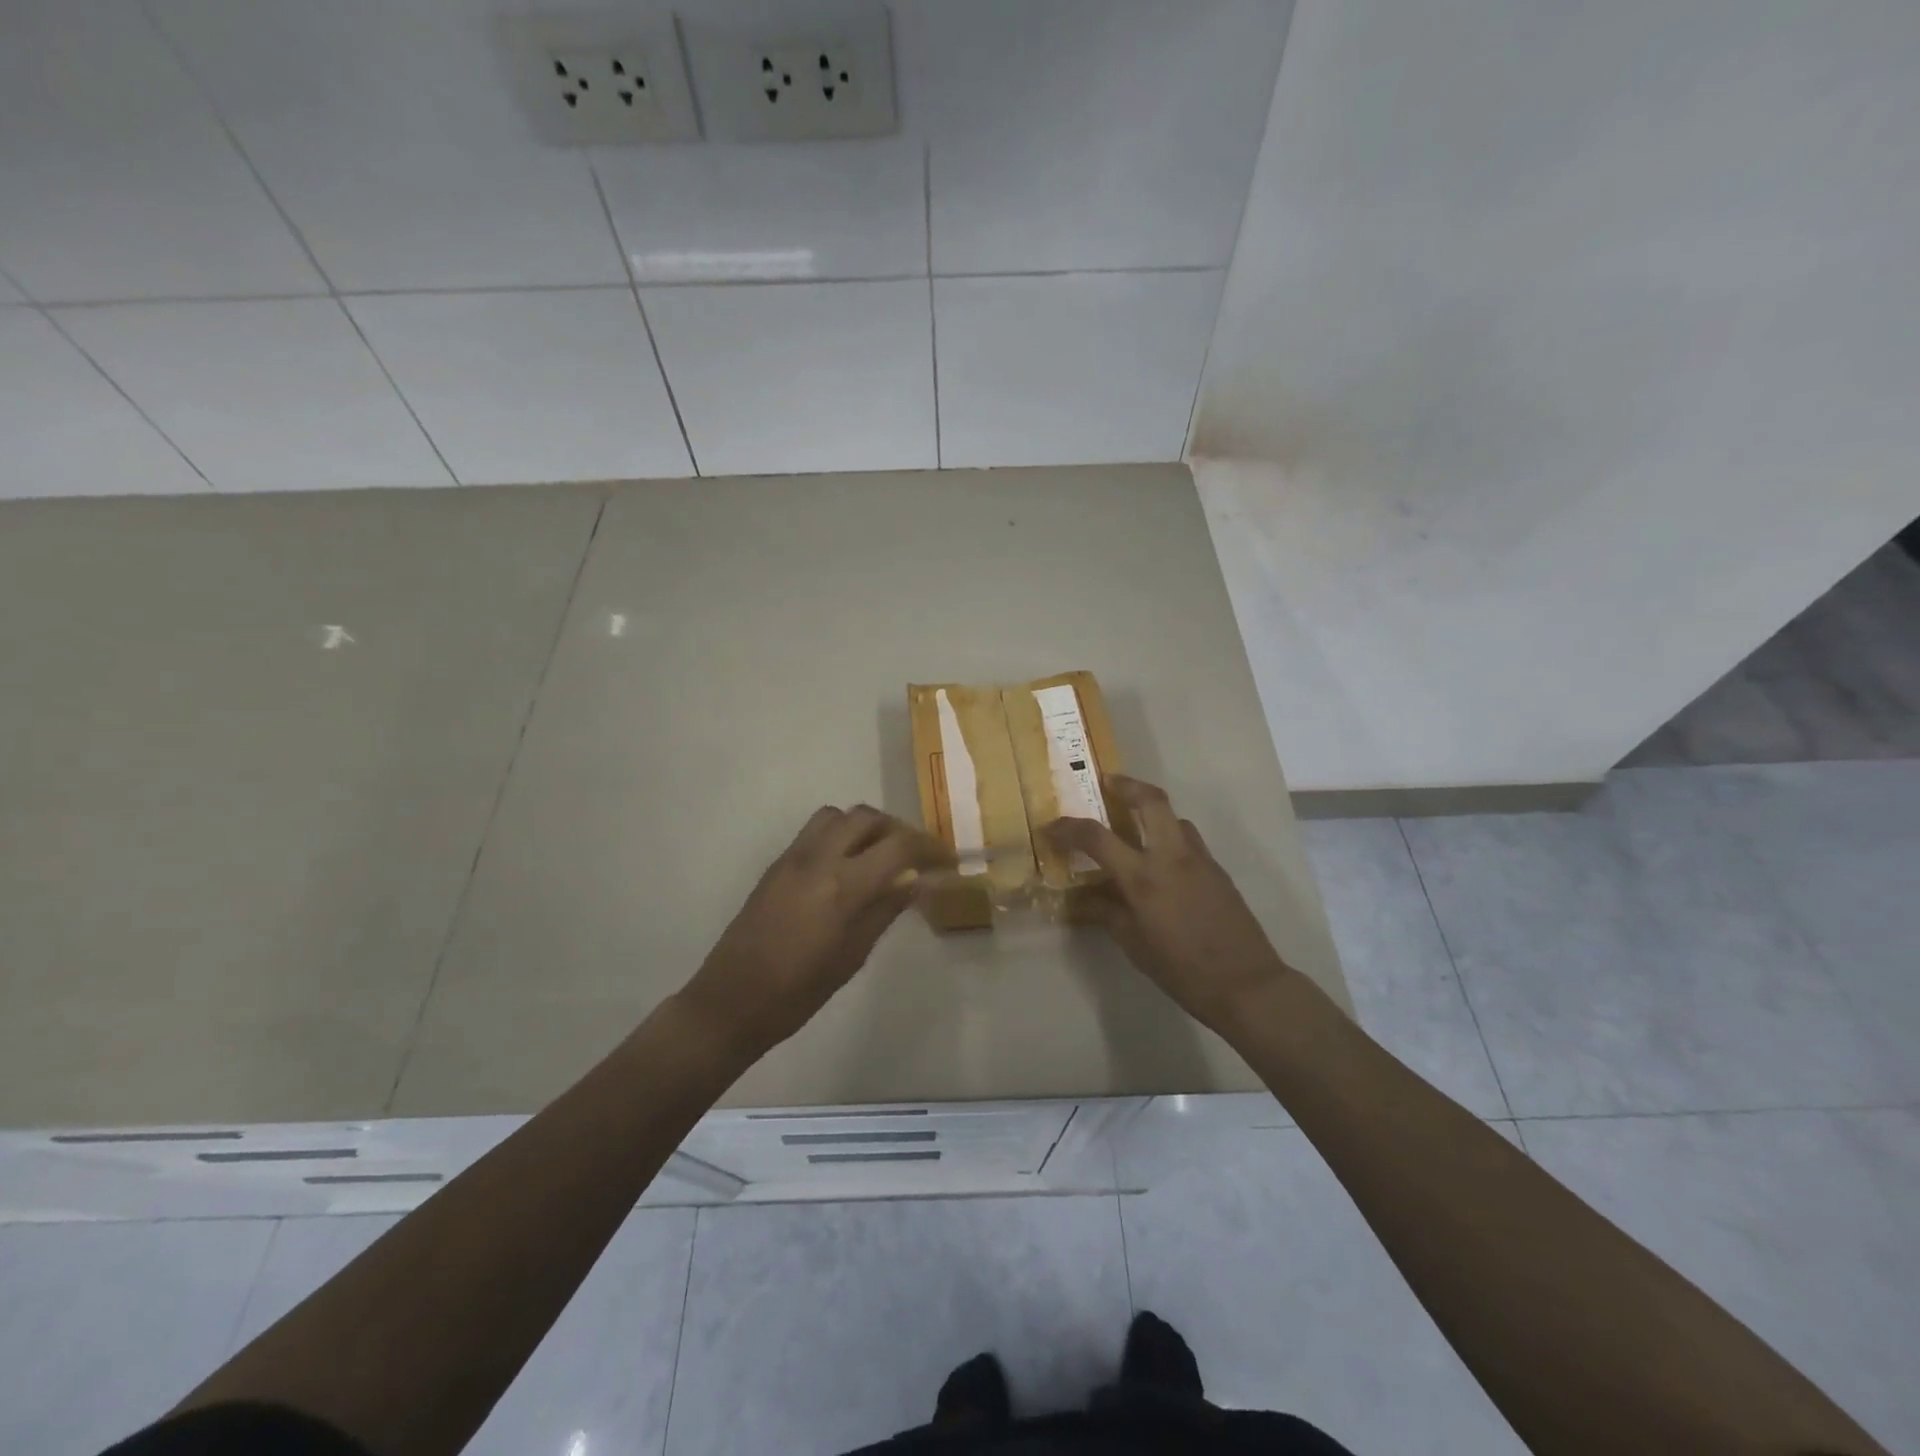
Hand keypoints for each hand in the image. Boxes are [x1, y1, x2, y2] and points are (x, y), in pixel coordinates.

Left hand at [678, 805, 950, 1055]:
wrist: (731, 1000)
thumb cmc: (798, 992)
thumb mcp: (852, 956)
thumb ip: (885, 910)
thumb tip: (918, 880)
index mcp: (842, 887)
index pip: (898, 846)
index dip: (929, 848)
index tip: (946, 860)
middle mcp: (818, 859)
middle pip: (867, 817)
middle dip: (898, 829)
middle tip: (915, 855)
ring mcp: (793, 858)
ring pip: (838, 816)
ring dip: (866, 826)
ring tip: (880, 855)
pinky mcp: (776, 864)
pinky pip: (815, 831)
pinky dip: (840, 835)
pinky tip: (847, 867)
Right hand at [1046, 775, 1293, 1033]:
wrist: (1246, 984)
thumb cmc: (1181, 969)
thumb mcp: (1133, 944)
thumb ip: (1105, 912)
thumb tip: (1079, 899)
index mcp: (1144, 877)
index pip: (1097, 838)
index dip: (1069, 828)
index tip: (1051, 826)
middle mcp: (1172, 857)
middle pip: (1151, 801)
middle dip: (1127, 785)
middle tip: (1108, 783)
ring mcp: (1200, 860)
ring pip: (1174, 818)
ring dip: (1152, 812)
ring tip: (1135, 826)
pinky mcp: (1217, 870)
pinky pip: (1189, 841)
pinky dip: (1170, 837)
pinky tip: (1161, 864)